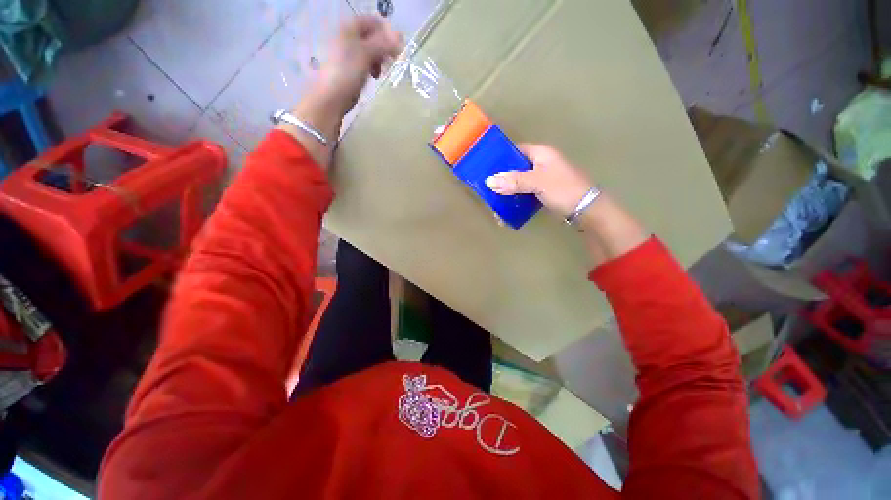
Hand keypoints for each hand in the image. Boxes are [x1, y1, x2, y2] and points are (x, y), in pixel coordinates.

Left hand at [286, 15, 400, 167]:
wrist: (331, 98)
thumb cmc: (347, 73)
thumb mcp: (366, 55)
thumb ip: (383, 44)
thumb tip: (401, 36)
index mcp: (350, 29)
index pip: (373, 21)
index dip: (387, 32)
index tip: (397, 48)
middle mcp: (348, 38)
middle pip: (373, 36)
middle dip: (385, 47)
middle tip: (393, 61)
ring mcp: (349, 54)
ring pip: (371, 50)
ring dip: (380, 59)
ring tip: (383, 71)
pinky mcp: (351, 70)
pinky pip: (367, 63)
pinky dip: (374, 67)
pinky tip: (375, 77)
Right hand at [485, 144, 593, 217]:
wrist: (586, 209)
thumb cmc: (563, 189)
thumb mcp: (537, 182)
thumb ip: (513, 181)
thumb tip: (488, 181)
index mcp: (541, 154)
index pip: (516, 150)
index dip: (501, 157)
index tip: (485, 167)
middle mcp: (541, 164)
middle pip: (515, 168)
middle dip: (501, 178)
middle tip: (486, 188)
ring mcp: (542, 179)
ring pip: (519, 183)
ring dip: (507, 192)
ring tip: (493, 202)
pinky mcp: (543, 193)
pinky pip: (524, 194)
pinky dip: (515, 200)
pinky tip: (506, 210)